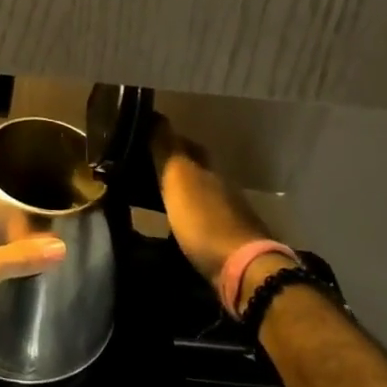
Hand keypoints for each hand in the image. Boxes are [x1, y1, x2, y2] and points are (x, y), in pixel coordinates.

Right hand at [151, 116, 286, 294]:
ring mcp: (227, 214)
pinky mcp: (227, 241)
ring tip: (152, 197)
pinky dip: (186, 216)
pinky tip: (173, 224)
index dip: (165, 138)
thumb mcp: (178, 179)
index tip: (142, 138)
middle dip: (172, 165)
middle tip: (143, 168)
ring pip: (198, 193)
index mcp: (207, 168)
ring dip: (179, 192)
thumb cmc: (204, 221)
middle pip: (194, 168)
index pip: (184, 144)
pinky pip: (200, 218)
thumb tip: (155, 115)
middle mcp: (220, 185)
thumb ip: (166, 149)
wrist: (244, 271)